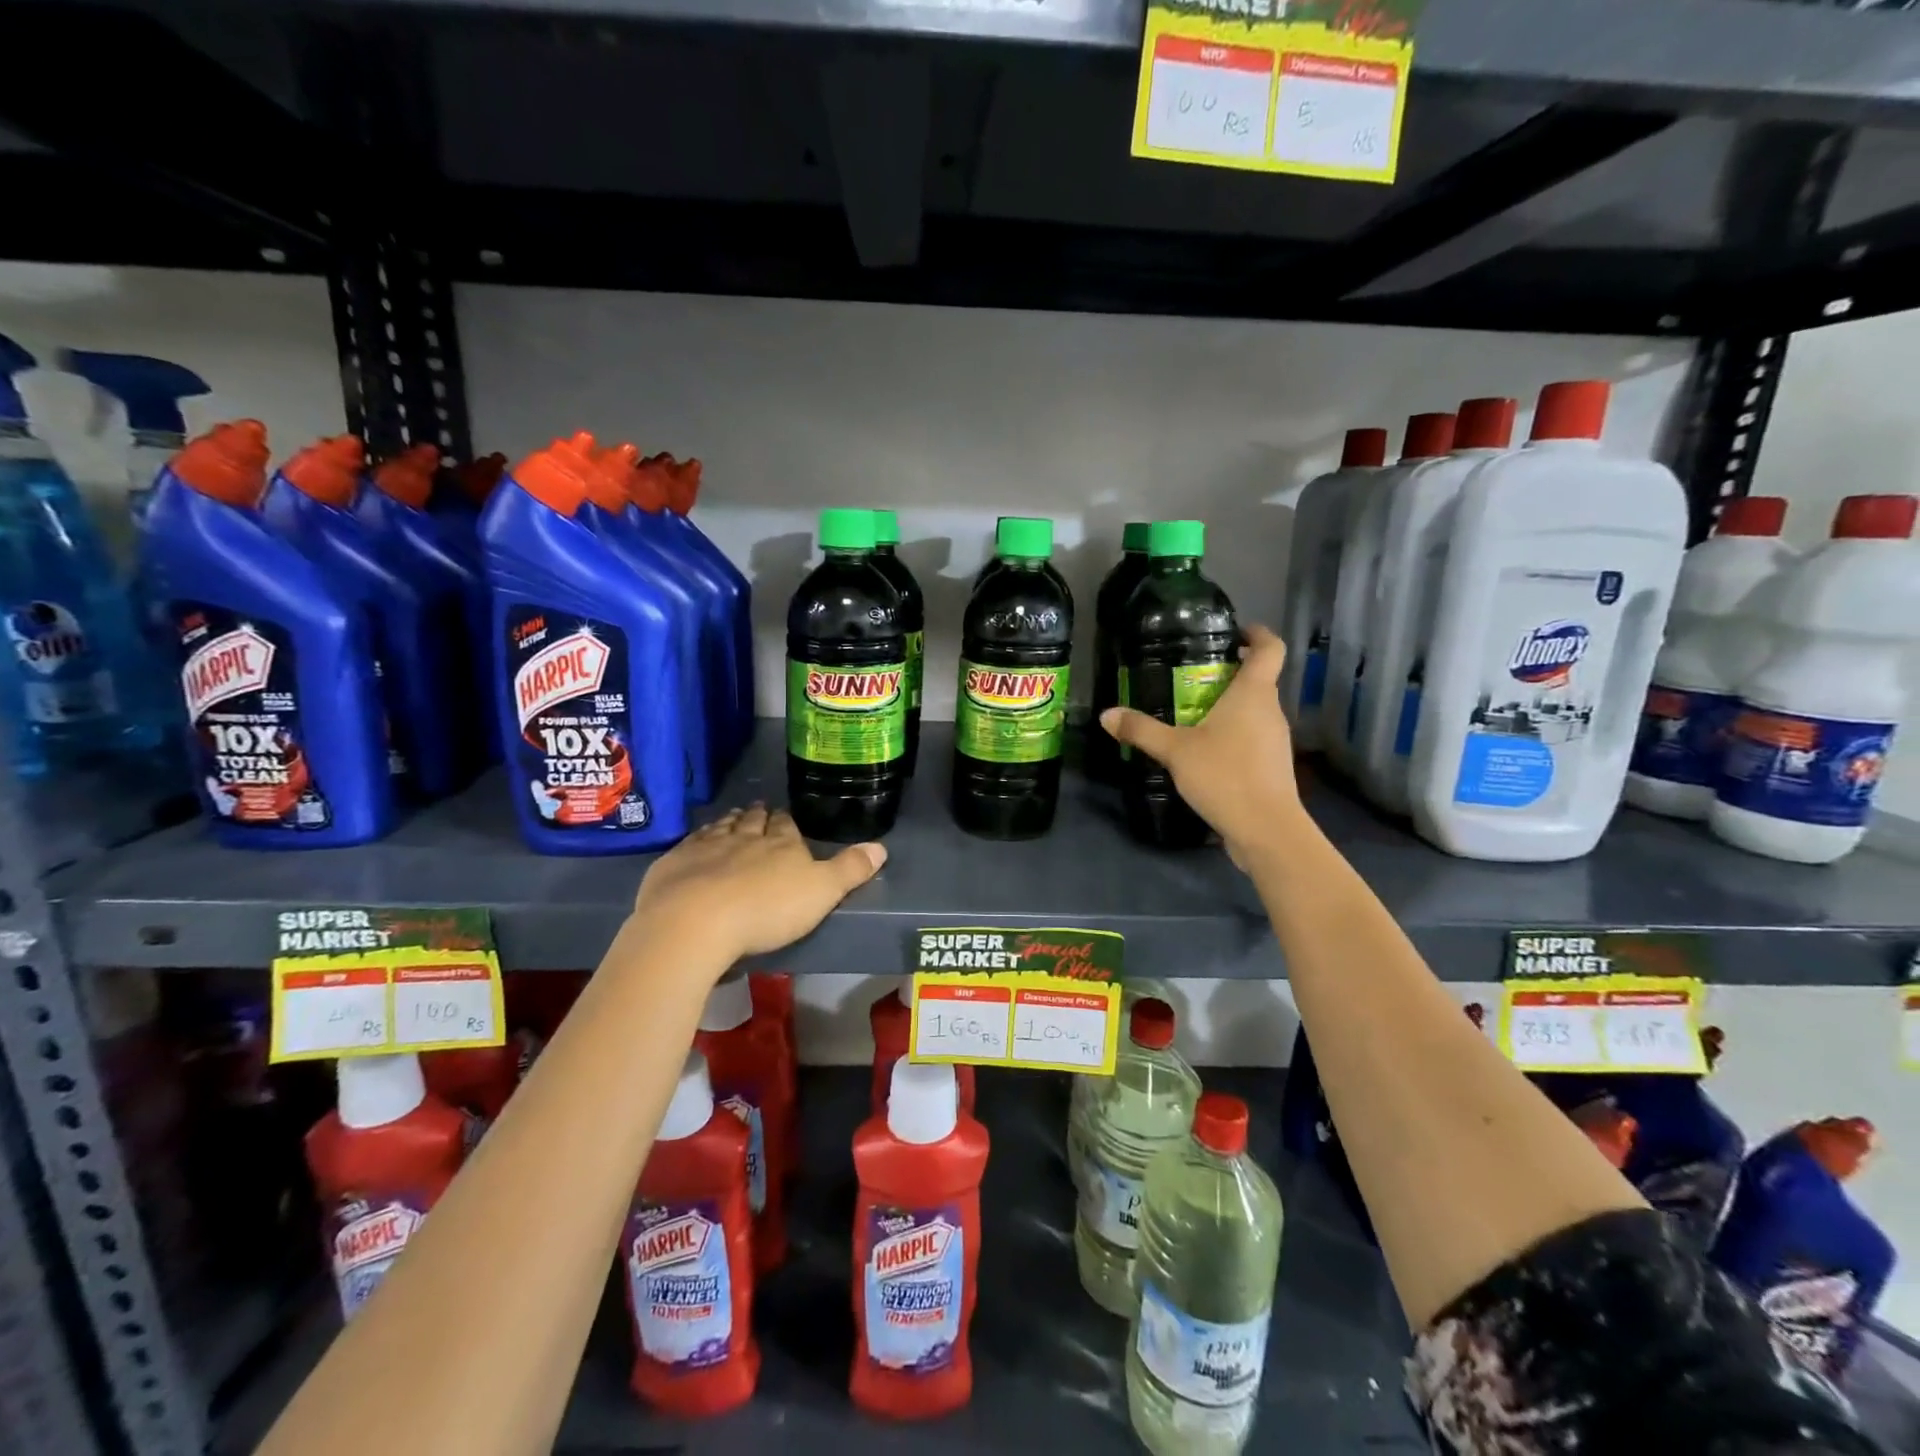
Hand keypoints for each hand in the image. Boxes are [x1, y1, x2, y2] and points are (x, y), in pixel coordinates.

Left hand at [633, 804, 885, 961]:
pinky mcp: (674, 864)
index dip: (786, 821)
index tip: (784, 817)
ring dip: (728, 823)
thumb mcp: (822, 893)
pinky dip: (696, 840)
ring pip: (721, 828)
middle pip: (752, 821)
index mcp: (781, 844)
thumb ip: (850, 870)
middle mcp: (744, 837)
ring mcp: (706, 847)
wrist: (695, 922)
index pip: (786, 826)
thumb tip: (881, 846)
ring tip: (732, 818)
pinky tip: (695, 844)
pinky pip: (689, 845)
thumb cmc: (766, 910)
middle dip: (757, 816)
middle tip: (758, 810)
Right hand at [1099, 622, 1304, 863]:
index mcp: (1254, 694)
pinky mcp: (1271, 767)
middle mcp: (1270, 711)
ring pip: (1253, 711)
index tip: (1236, 630)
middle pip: (1258, 680)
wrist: (1266, 830)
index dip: (1257, 634)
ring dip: (1228, 707)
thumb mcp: (1175, 751)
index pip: (1270, 648)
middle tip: (1192, 674)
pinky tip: (1203, 750)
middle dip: (1229, 673)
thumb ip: (1141, 730)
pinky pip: (1251, 737)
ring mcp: (1275, 740)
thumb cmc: (1225, 776)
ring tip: (1191, 712)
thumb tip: (1107, 714)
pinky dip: (1231, 734)